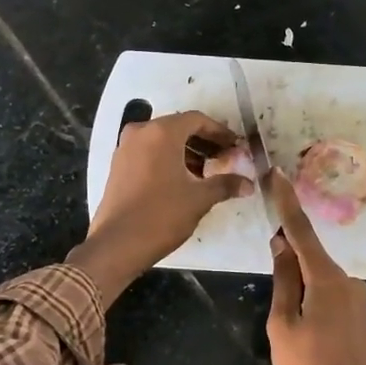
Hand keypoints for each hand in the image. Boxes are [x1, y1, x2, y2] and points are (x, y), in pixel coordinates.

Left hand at [67, 110, 253, 302]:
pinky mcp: (118, 165)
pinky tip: (184, 178)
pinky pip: (149, 152)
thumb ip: (225, 184)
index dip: (220, 132)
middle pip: (179, 127)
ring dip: (187, 151)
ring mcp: (125, 148)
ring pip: (163, 140)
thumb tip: (248, 184)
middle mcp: (141, 132)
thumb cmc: (161, 215)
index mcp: (161, 132)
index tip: (236, 146)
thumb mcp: (199, 198)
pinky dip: (169, 158)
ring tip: (209, 171)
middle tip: (226, 157)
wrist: (117, 244)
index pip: (197, 120)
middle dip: (204, 141)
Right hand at [265, 169, 365, 364]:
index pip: (302, 231)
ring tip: (281, 317)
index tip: (276, 172)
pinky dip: (311, 295)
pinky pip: (329, 294)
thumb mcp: (283, 327)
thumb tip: (282, 245)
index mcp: (328, 280)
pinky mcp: (360, 318)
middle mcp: (348, 282)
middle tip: (266, 265)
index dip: (286, 202)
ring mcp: (358, 301)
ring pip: (318, 278)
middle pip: (310, 255)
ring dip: (298, 281)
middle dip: (287, 252)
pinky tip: (300, 322)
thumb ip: (283, 281)